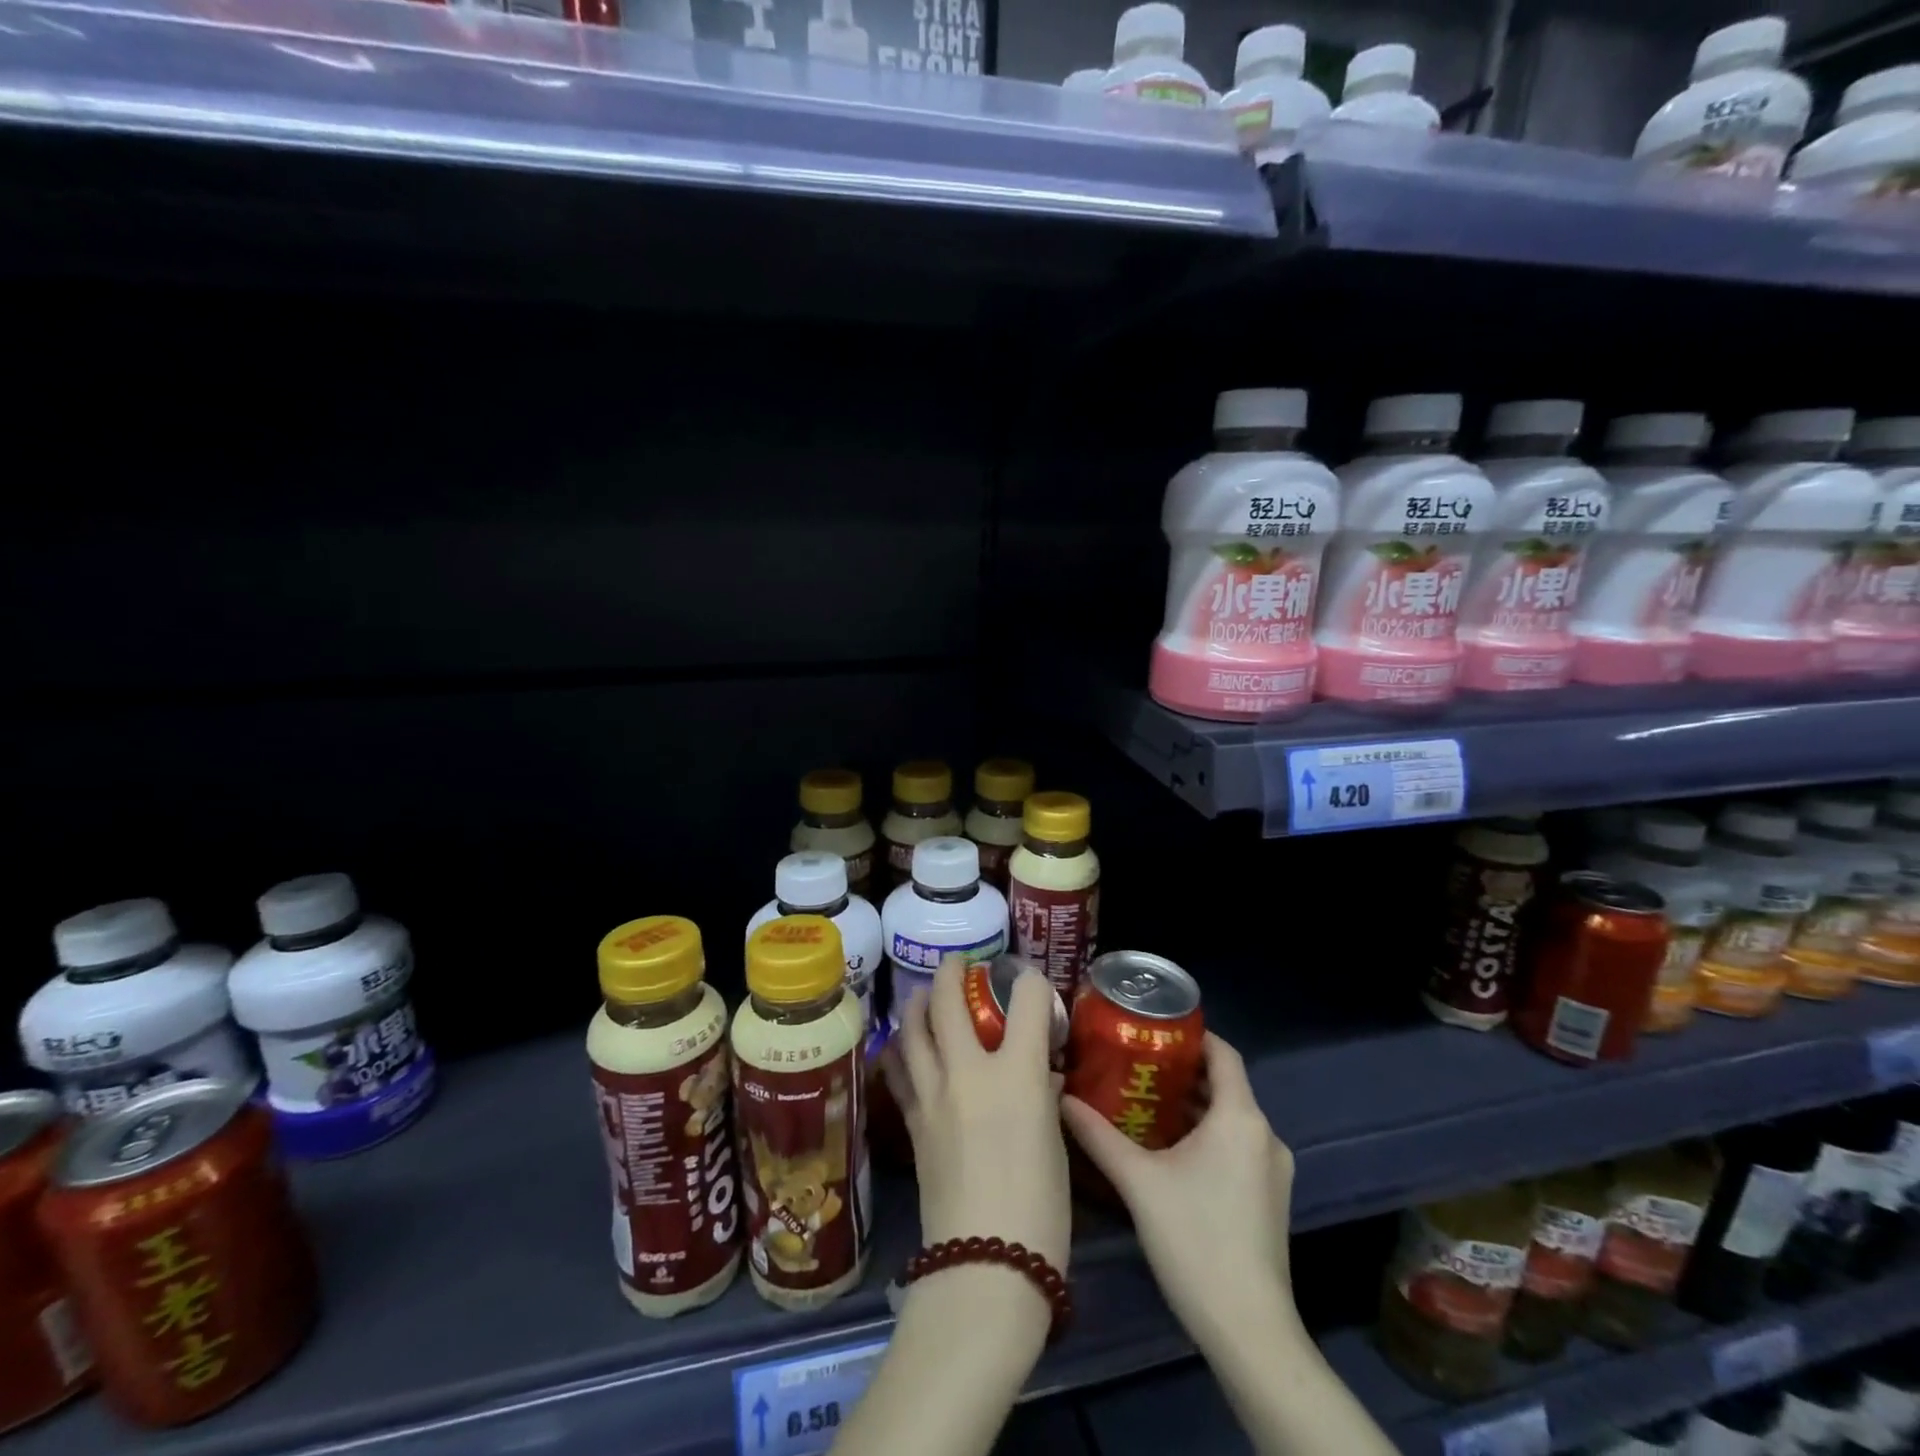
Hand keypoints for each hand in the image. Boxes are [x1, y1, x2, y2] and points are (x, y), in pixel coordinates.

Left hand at [881, 956, 1071, 1275]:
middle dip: (953, 970)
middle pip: (949, 997)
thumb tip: (1038, 1075)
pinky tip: (902, 1046)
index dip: (1031, 982)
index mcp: (1018, 1073)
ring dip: (918, 1002)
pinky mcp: (912, 1121)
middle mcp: (969, 1070)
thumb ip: (1042, 1095)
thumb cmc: (1040, 1210)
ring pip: (912, 1026)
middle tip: (959, 964)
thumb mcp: (1055, 1142)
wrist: (983, 1267)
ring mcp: (933, 1094)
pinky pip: (898, 1069)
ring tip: (924, 995)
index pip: (1026, 999)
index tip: (1030, 983)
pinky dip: (899, 1049)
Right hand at [1060, 1033, 1297, 1350]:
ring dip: (1192, 1106)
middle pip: (1224, 1084)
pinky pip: (1237, 1146)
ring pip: (1230, 1118)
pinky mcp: (1271, 1198)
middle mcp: (1264, 1134)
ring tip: (1143, 1101)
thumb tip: (1061, 1097)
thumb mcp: (1138, 1181)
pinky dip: (1207, 1135)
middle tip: (1134, 1064)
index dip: (1191, 1035)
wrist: (1248, 1330)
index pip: (1223, 1053)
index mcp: (1240, 1117)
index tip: (1151, 1029)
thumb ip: (1097, 1135)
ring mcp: (1273, 1170)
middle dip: (1181, 1072)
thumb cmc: (1195, 1239)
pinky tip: (1169, 1150)